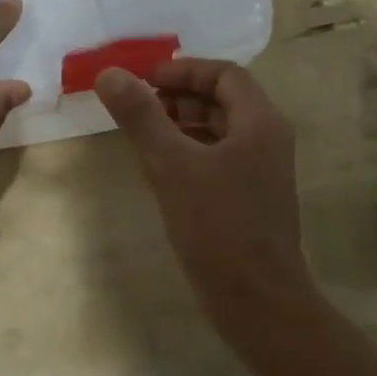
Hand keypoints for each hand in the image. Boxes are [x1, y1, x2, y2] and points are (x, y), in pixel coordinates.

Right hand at [95, 58, 313, 333]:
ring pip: (218, 130)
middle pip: (222, 100)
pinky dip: (189, 152)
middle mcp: (267, 139)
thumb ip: (141, 117)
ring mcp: (261, 170)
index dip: (183, 70)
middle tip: (137, 106)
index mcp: (260, 122)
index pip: (224, 74)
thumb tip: (109, 74)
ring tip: (141, 134)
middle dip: (178, 97)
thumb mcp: (172, 166)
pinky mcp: (251, 197)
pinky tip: (159, 169)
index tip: (145, 79)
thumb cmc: (219, 228)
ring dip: (181, 124)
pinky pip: (218, 157)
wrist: (259, 305)